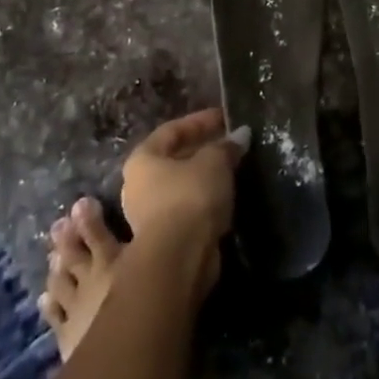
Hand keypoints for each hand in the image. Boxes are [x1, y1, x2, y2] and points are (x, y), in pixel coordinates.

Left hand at [120, 108, 248, 279]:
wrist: (178, 260)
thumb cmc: (190, 197)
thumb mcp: (214, 162)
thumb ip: (226, 147)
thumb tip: (241, 135)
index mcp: (142, 159)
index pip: (172, 130)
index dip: (200, 121)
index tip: (224, 118)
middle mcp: (137, 186)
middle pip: (173, 160)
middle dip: (201, 151)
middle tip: (228, 145)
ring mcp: (147, 217)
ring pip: (180, 188)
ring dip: (203, 179)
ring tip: (230, 172)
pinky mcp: (162, 241)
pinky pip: (186, 211)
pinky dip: (204, 203)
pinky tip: (224, 201)